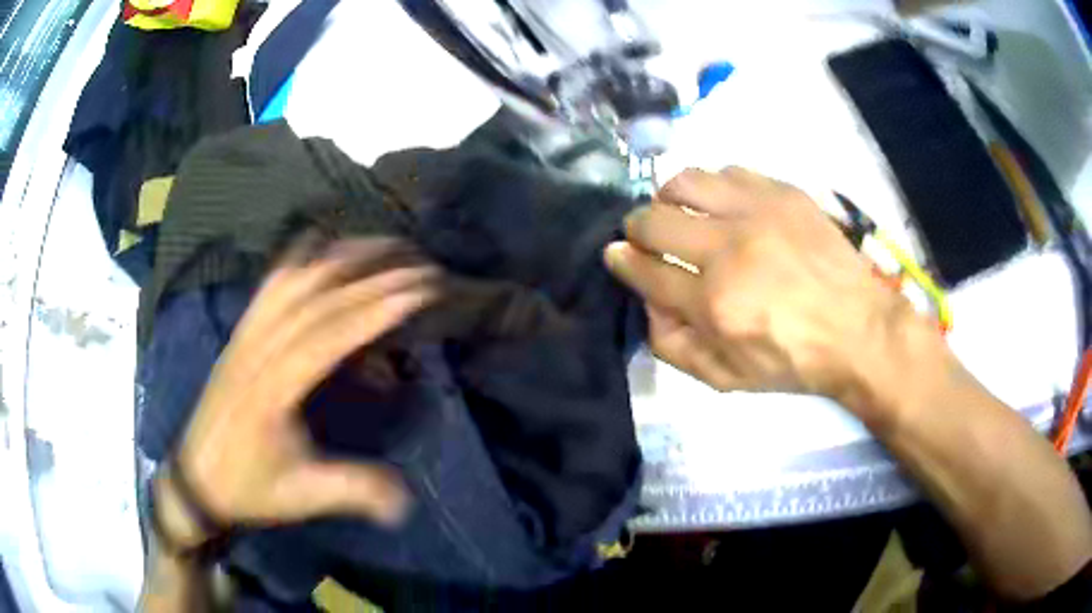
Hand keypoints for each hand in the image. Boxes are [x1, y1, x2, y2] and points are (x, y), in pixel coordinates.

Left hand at [168, 238, 438, 541]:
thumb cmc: (248, 487)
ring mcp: (246, 335)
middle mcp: (258, 349)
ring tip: (382, 244)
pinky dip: (299, 257)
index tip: (419, 290)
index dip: (375, 309)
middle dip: (372, 276)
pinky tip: (319, 242)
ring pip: (295, 280)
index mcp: (273, 389)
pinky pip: (271, 284)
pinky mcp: (241, 332)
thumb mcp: (301, 496)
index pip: (329, 335)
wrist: (197, 478)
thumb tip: (406, 500)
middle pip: (318, 298)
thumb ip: (352, 490)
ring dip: (340, 257)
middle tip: (419, 264)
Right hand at [605, 168, 936, 423]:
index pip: (643, 270)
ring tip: (681, 212)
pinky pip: (728, 171)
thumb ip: (673, 345)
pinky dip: (714, 187)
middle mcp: (729, 250)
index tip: (616, 254)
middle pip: (653, 220)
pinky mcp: (783, 193)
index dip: (621, 261)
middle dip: (636, 228)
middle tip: (647, 237)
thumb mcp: (725, 378)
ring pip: (685, 181)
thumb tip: (649, 300)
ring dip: (670, 197)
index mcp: (714, 303)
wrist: (858, 329)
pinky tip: (723, 204)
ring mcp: (758, 213)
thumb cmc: (792, 360)